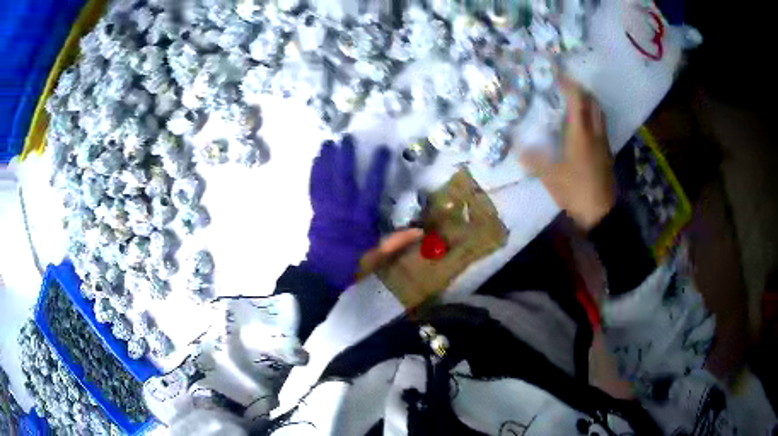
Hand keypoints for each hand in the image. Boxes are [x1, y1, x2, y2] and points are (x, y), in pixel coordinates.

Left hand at [306, 135, 421, 289]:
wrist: (324, 273)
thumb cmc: (353, 263)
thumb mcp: (378, 255)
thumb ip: (398, 241)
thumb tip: (421, 230)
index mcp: (361, 217)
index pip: (372, 187)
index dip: (377, 167)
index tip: (382, 150)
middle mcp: (343, 207)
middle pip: (344, 177)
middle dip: (346, 157)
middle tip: (346, 137)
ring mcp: (326, 208)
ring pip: (326, 179)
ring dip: (327, 160)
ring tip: (328, 142)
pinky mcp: (315, 211)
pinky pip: (314, 188)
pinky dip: (314, 174)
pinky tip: (315, 161)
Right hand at [521, 78, 615, 229]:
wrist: (601, 213)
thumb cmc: (576, 190)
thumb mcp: (551, 177)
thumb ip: (535, 160)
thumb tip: (518, 148)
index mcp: (580, 133)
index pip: (577, 99)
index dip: (568, 85)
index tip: (557, 76)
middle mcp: (594, 133)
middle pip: (593, 103)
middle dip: (581, 91)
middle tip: (567, 87)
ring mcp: (603, 143)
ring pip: (599, 114)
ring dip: (589, 103)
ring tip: (575, 103)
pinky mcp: (607, 154)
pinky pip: (601, 127)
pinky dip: (593, 118)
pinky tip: (583, 127)